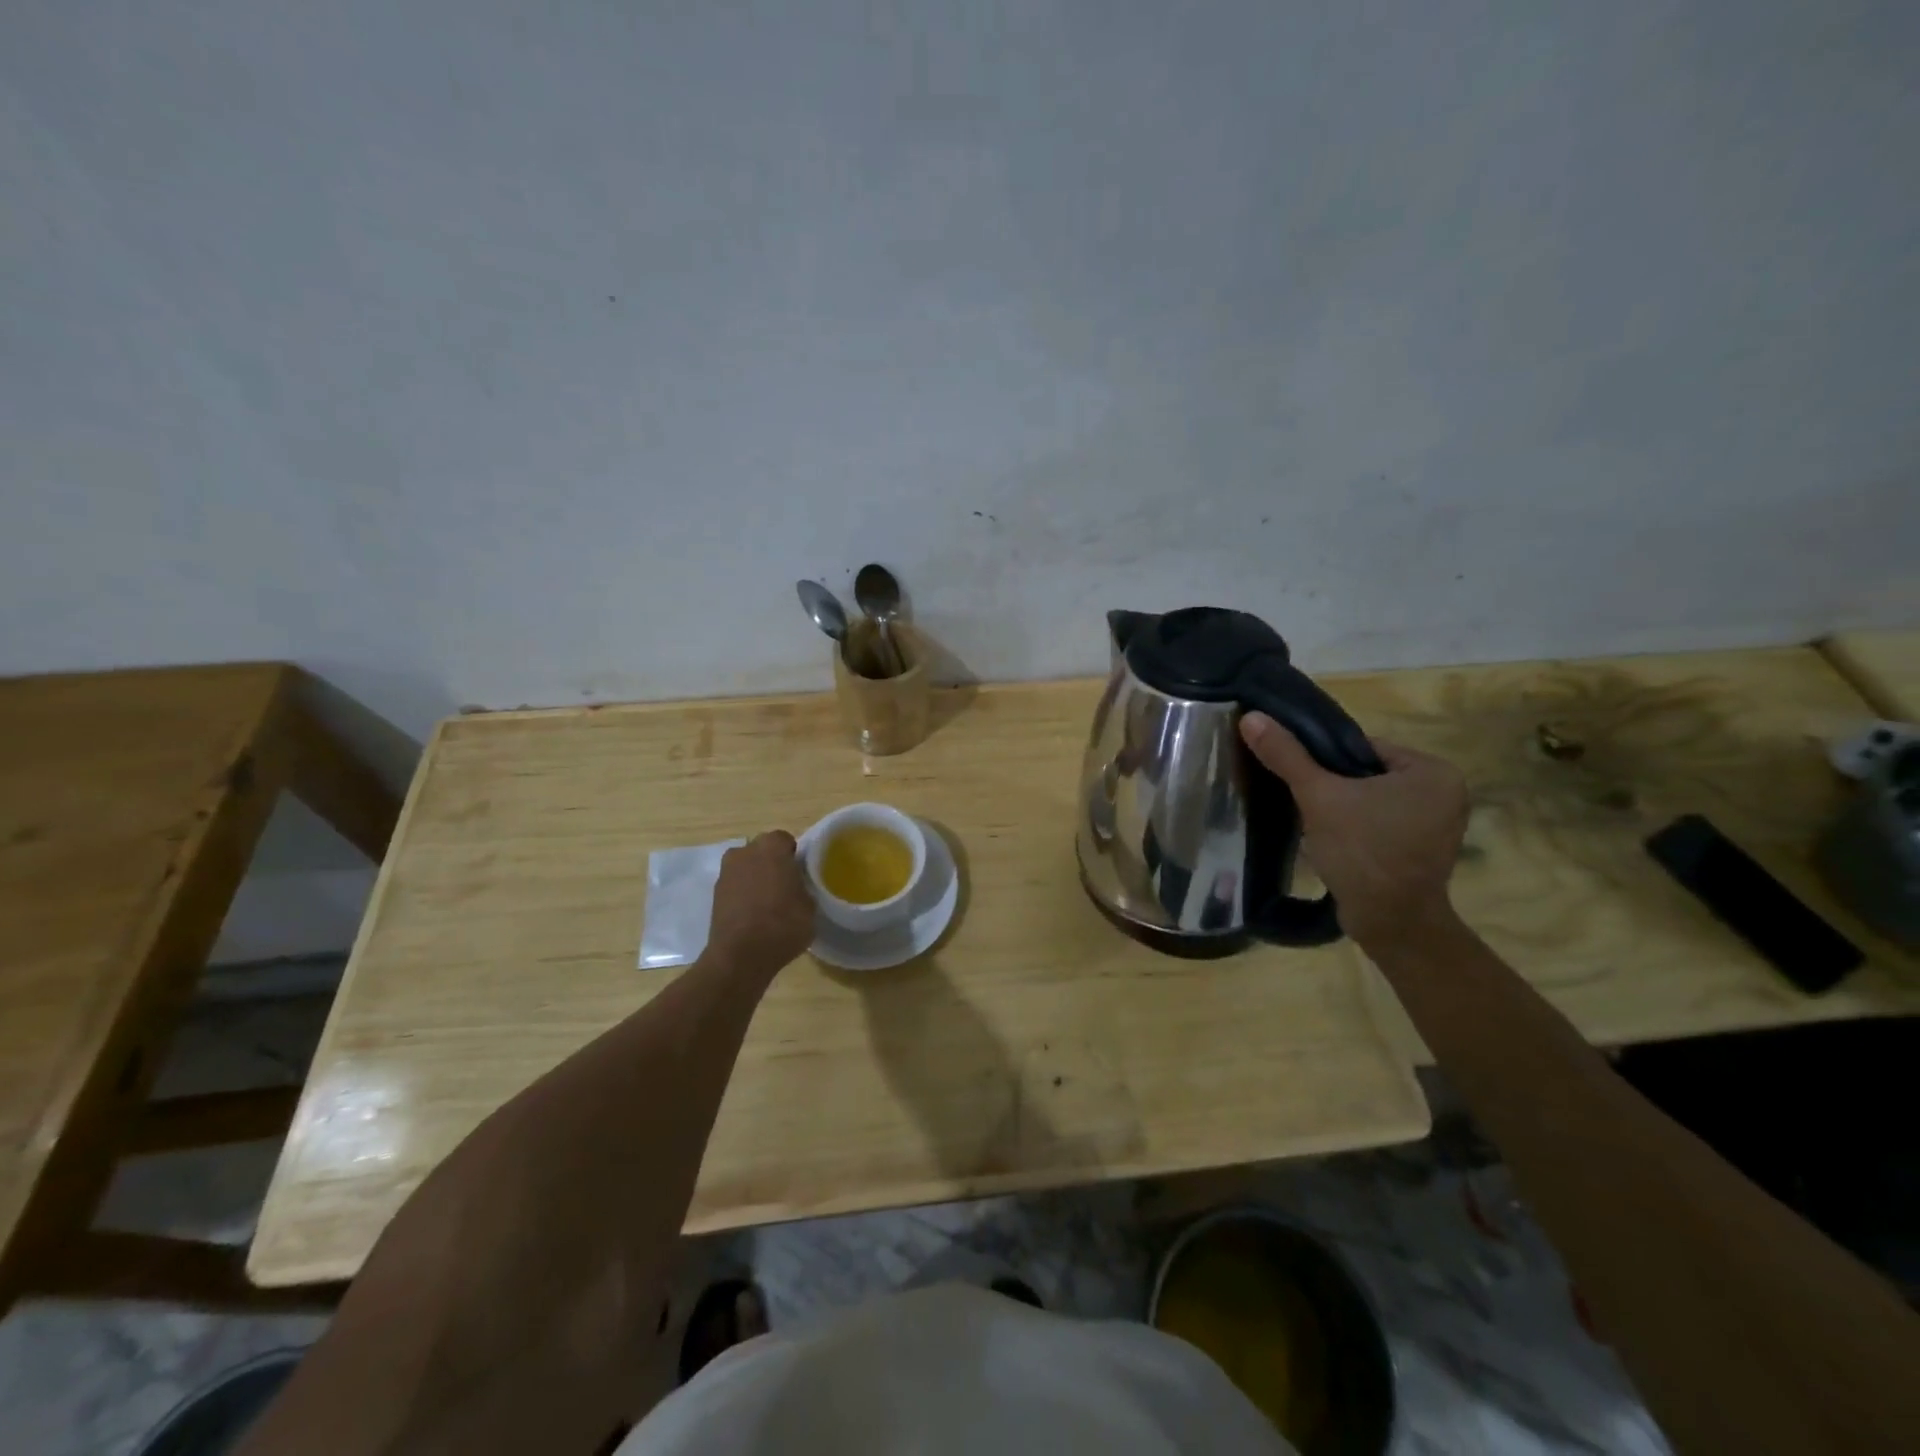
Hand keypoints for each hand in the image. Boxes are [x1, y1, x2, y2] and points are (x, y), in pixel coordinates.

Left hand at [706, 831, 814, 972]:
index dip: (793, 856)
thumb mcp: (810, 906)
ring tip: (768, 903)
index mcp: (771, 847)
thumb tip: (797, 888)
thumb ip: (803, 887)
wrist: (740, 956)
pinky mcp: (714, 895)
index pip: (785, 840)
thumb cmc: (783, 924)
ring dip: (756, 878)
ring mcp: (726, 873)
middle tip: (786, 886)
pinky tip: (754, 915)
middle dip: (772, 863)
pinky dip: (743, 895)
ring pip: (746, 868)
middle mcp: (745, 852)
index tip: (800, 874)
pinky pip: (735, 886)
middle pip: (762, 851)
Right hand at [1239, 712, 1469, 948]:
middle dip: (1333, 785)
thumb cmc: (1363, 852)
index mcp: (1433, 770)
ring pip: (1371, 800)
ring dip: (1342, 807)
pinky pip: (1380, 823)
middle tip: (1303, 800)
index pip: (1363, 747)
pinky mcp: (1423, 850)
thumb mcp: (1319, 796)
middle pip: (1366, 773)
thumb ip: (1286, 755)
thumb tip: (1250, 717)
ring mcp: (1437, 824)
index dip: (1324, 760)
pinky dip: (1356, 827)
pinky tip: (1332, 839)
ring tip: (1313, 819)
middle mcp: (1445, 792)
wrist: (1390, 923)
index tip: (1299, 777)